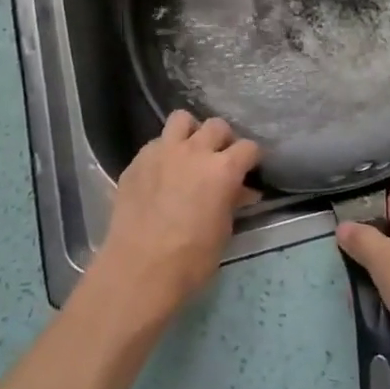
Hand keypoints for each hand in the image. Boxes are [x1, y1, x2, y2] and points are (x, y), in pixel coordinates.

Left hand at [92, 111, 260, 320]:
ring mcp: (163, 151)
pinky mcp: (137, 160)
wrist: (138, 270)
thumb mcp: (222, 232)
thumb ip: (232, 202)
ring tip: (189, 152)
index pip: (248, 147)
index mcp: (223, 169)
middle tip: (219, 159)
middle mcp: (195, 151)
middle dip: (223, 140)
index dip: (251, 158)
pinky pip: (156, 143)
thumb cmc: (190, 259)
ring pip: (182, 119)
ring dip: (190, 132)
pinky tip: (161, 173)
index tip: (249, 169)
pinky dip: (164, 152)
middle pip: (217, 125)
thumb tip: (242, 191)